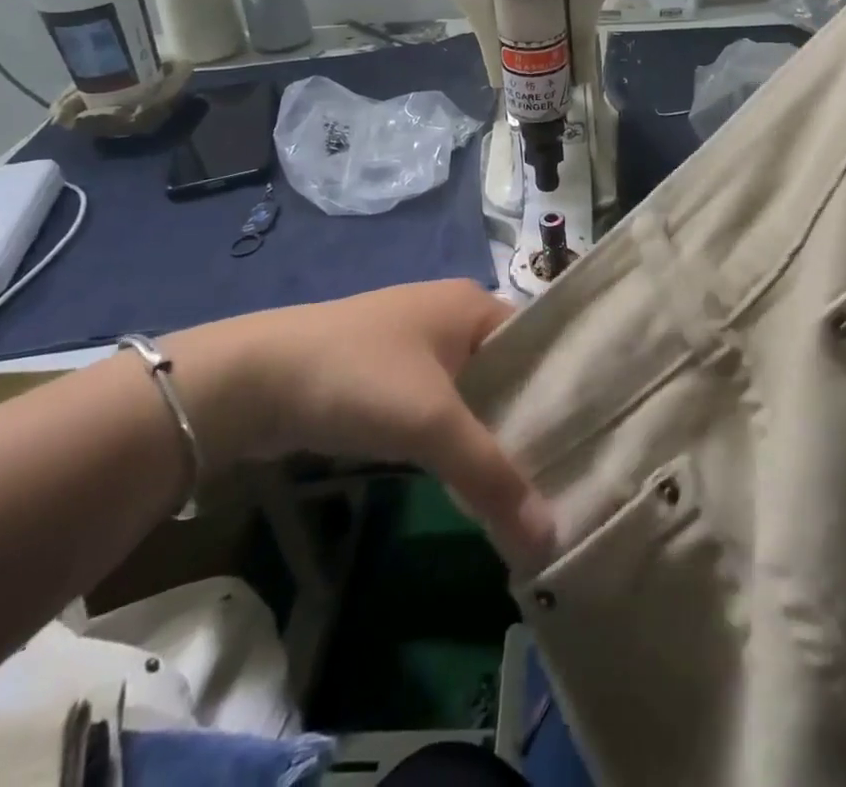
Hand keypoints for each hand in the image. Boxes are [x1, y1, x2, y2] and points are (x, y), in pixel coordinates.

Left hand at [169, 281, 553, 568]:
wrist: (251, 379)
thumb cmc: (359, 378)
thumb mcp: (432, 425)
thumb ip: (494, 478)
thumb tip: (551, 540)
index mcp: (472, 304)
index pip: (538, 344)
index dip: (565, 390)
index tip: (594, 442)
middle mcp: (448, 316)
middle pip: (507, 372)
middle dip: (529, 421)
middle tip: (568, 476)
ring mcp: (413, 346)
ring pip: (471, 393)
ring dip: (490, 435)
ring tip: (529, 487)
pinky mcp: (383, 377)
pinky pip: (437, 407)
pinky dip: (454, 439)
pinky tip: (470, 478)